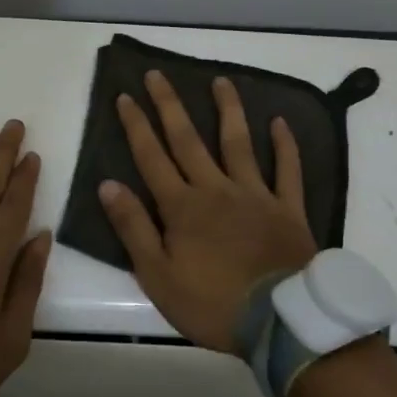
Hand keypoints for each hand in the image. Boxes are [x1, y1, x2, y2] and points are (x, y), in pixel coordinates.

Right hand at [97, 72, 317, 352]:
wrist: (279, 322)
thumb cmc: (212, 303)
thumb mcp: (157, 276)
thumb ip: (133, 228)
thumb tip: (108, 184)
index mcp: (182, 206)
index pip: (152, 157)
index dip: (136, 126)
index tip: (125, 96)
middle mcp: (216, 189)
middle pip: (188, 140)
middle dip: (170, 105)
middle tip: (158, 74)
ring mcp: (255, 194)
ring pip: (238, 143)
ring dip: (228, 110)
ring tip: (221, 81)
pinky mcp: (287, 208)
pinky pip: (287, 170)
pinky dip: (285, 145)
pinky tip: (280, 121)